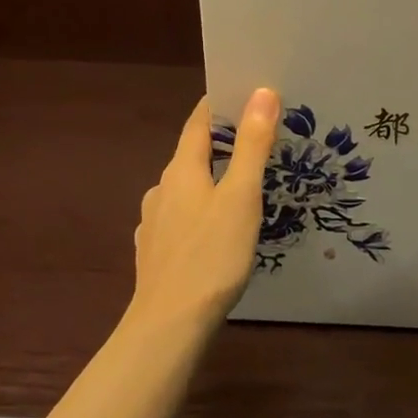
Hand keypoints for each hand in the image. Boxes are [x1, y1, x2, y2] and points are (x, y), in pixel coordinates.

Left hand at [129, 88, 280, 332]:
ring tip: (241, 185)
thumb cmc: (211, 255)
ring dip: (210, 178)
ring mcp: (154, 222)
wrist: (168, 326)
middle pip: (192, 153)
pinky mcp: (155, 252)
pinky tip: (214, 228)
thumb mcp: (241, 196)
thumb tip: (263, 92)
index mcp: (182, 170)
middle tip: (257, 139)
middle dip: (221, 142)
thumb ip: (252, 145)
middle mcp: (162, 189)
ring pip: (186, 188)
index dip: (219, 104)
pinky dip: (199, 210)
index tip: (243, 91)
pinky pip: (180, 217)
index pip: (198, 122)